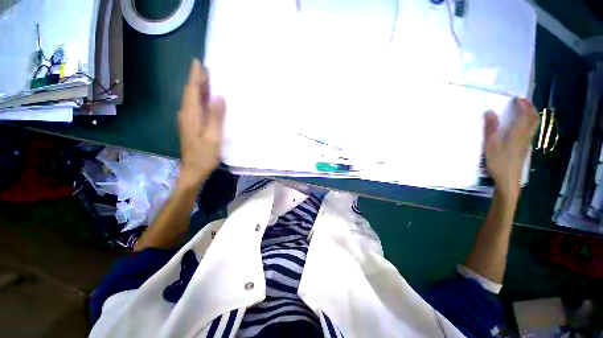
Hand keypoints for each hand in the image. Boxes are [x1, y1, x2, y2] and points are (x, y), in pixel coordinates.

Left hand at [177, 59, 225, 188]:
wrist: (193, 170)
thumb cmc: (204, 155)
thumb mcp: (213, 136)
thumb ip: (215, 117)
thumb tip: (219, 97)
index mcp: (191, 116)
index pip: (192, 91)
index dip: (195, 76)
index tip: (198, 62)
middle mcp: (187, 115)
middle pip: (190, 93)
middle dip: (197, 80)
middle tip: (206, 69)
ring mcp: (188, 121)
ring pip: (192, 100)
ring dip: (198, 89)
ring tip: (208, 81)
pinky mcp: (191, 127)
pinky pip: (195, 108)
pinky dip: (200, 100)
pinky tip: (207, 101)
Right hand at [483, 98, 538, 198]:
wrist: (508, 180)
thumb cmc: (498, 162)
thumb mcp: (490, 145)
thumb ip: (491, 128)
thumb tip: (489, 111)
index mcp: (518, 132)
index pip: (525, 114)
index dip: (523, 104)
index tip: (516, 98)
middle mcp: (525, 135)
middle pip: (533, 118)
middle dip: (530, 107)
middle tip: (522, 101)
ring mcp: (526, 142)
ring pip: (534, 124)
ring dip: (530, 114)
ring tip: (523, 110)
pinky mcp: (524, 148)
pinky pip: (531, 130)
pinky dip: (529, 122)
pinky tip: (522, 125)